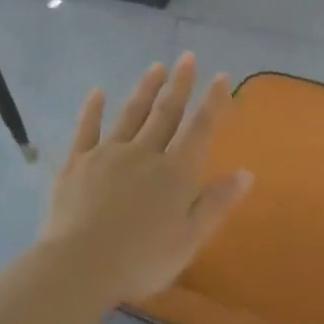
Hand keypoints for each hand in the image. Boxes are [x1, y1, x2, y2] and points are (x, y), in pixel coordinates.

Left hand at [40, 53, 253, 304]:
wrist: (80, 265)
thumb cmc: (142, 260)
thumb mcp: (189, 239)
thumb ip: (216, 203)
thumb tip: (246, 173)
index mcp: (176, 173)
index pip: (200, 129)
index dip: (213, 102)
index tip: (221, 77)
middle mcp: (145, 154)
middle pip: (166, 113)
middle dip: (179, 85)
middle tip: (187, 58)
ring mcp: (108, 154)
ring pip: (131, 114)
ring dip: (145, 90)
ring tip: (156, 67)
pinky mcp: (77, 163)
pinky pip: (87, 129)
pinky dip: (93, 110)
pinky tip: (98, 93)